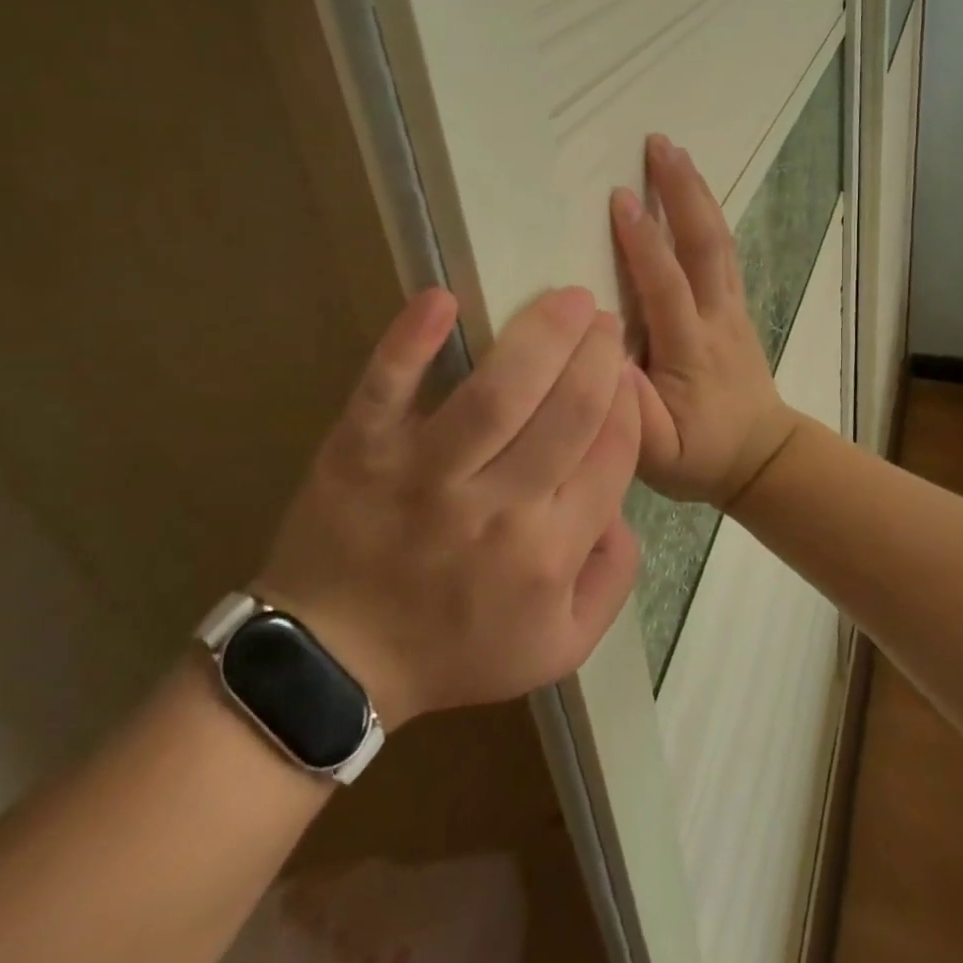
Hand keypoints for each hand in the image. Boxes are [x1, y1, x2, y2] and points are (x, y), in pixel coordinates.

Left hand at [256, 287, 640, 728]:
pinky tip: (441, 299)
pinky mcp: (362, 451)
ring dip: (542, 334)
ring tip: (567, 299)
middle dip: (597, 354)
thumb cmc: (454, 648)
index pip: (611, 453)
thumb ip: (613, 577)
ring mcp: (425, 475)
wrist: (337, 662)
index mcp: (550, 553)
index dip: (625, 399)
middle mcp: (497, 510)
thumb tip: (623, 504)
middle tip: (602, 318)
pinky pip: (387, 389)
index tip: (622, 368)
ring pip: (498, 392)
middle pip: (568, 411)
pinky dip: (412, 342)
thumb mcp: (561, 645)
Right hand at [610, 134, 800, 508]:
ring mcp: (732, 308)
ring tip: (674, 150)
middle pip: (703, 245)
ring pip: (717, 241)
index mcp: (690, 350)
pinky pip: (722, 251)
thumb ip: (631, 415)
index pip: (666, 286)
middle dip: (682, 192)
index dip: (643, 242)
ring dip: (697, 193)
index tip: (619, 197)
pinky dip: (707, 213)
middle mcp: (716, 318)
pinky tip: (693, 190)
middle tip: (658, 143)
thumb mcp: (657, 455)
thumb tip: (605, 361)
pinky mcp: (736, 307)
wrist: (762, 457)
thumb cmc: (701, 455)